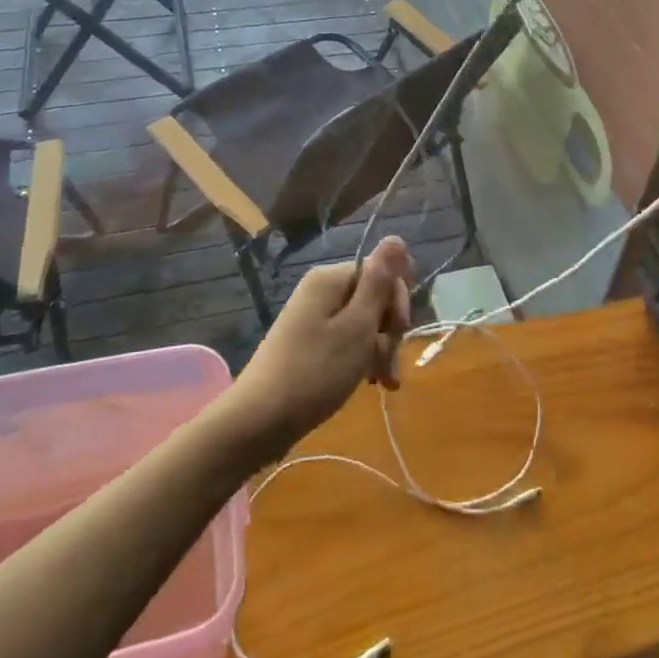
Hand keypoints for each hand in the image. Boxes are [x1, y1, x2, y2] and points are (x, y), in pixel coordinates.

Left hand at [228, 237, 414, 452]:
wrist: (258, 421)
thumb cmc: (315, 372)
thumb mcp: (357, 327)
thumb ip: (379, 282)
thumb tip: (396, 237)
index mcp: (330, 279)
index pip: (381, 273)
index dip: (397, 302)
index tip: (399, 333)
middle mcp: (321, 291)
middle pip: (373, 298)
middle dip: (389, 331)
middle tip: (389, 366)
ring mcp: (313, 318)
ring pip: (363, 324)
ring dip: (380, 350)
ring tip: (383, 382)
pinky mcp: (309, 343)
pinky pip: (347, 341)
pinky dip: (362, 359)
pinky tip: (370, 383)